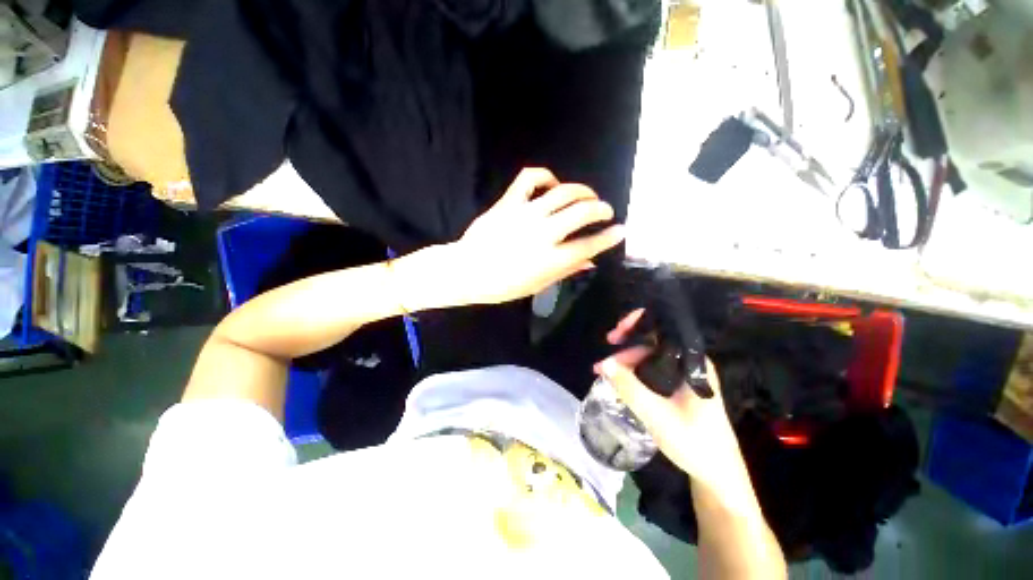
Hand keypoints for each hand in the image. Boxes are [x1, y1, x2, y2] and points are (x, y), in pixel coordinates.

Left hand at [447, 168, 624, 304]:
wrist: (467, 270)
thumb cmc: (503, 285)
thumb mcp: (537, 284)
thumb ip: (565, 270)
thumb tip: (589, 261)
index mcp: (551, 259)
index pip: (589, 245)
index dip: (608, 237)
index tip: (620, 230)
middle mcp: (543, 233)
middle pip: (582, 212)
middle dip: (601, 209)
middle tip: (606, 211)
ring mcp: (526, 214)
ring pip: (564, 192)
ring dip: (583, 191)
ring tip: (588, 196)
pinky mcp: (509, 202)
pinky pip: (530, 178)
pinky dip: (546, 176)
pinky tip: (553, 184)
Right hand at [596, 310, 741, 488]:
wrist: (718, 475)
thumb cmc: (694, 444)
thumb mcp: (656, 416)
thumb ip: (629, 387)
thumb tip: (604, 363)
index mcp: (693, 363)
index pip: (665, 328)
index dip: (638, 323)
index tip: (616, 334)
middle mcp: (690, 363)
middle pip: (653, 341)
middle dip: (625, 345)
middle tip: (604, 359)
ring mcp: (685, 374)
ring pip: (650, 355)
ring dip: (626, 360)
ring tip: (603, 371)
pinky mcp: (679, 386)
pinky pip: (652, 368)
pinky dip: (633, 370)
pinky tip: (619, 379)